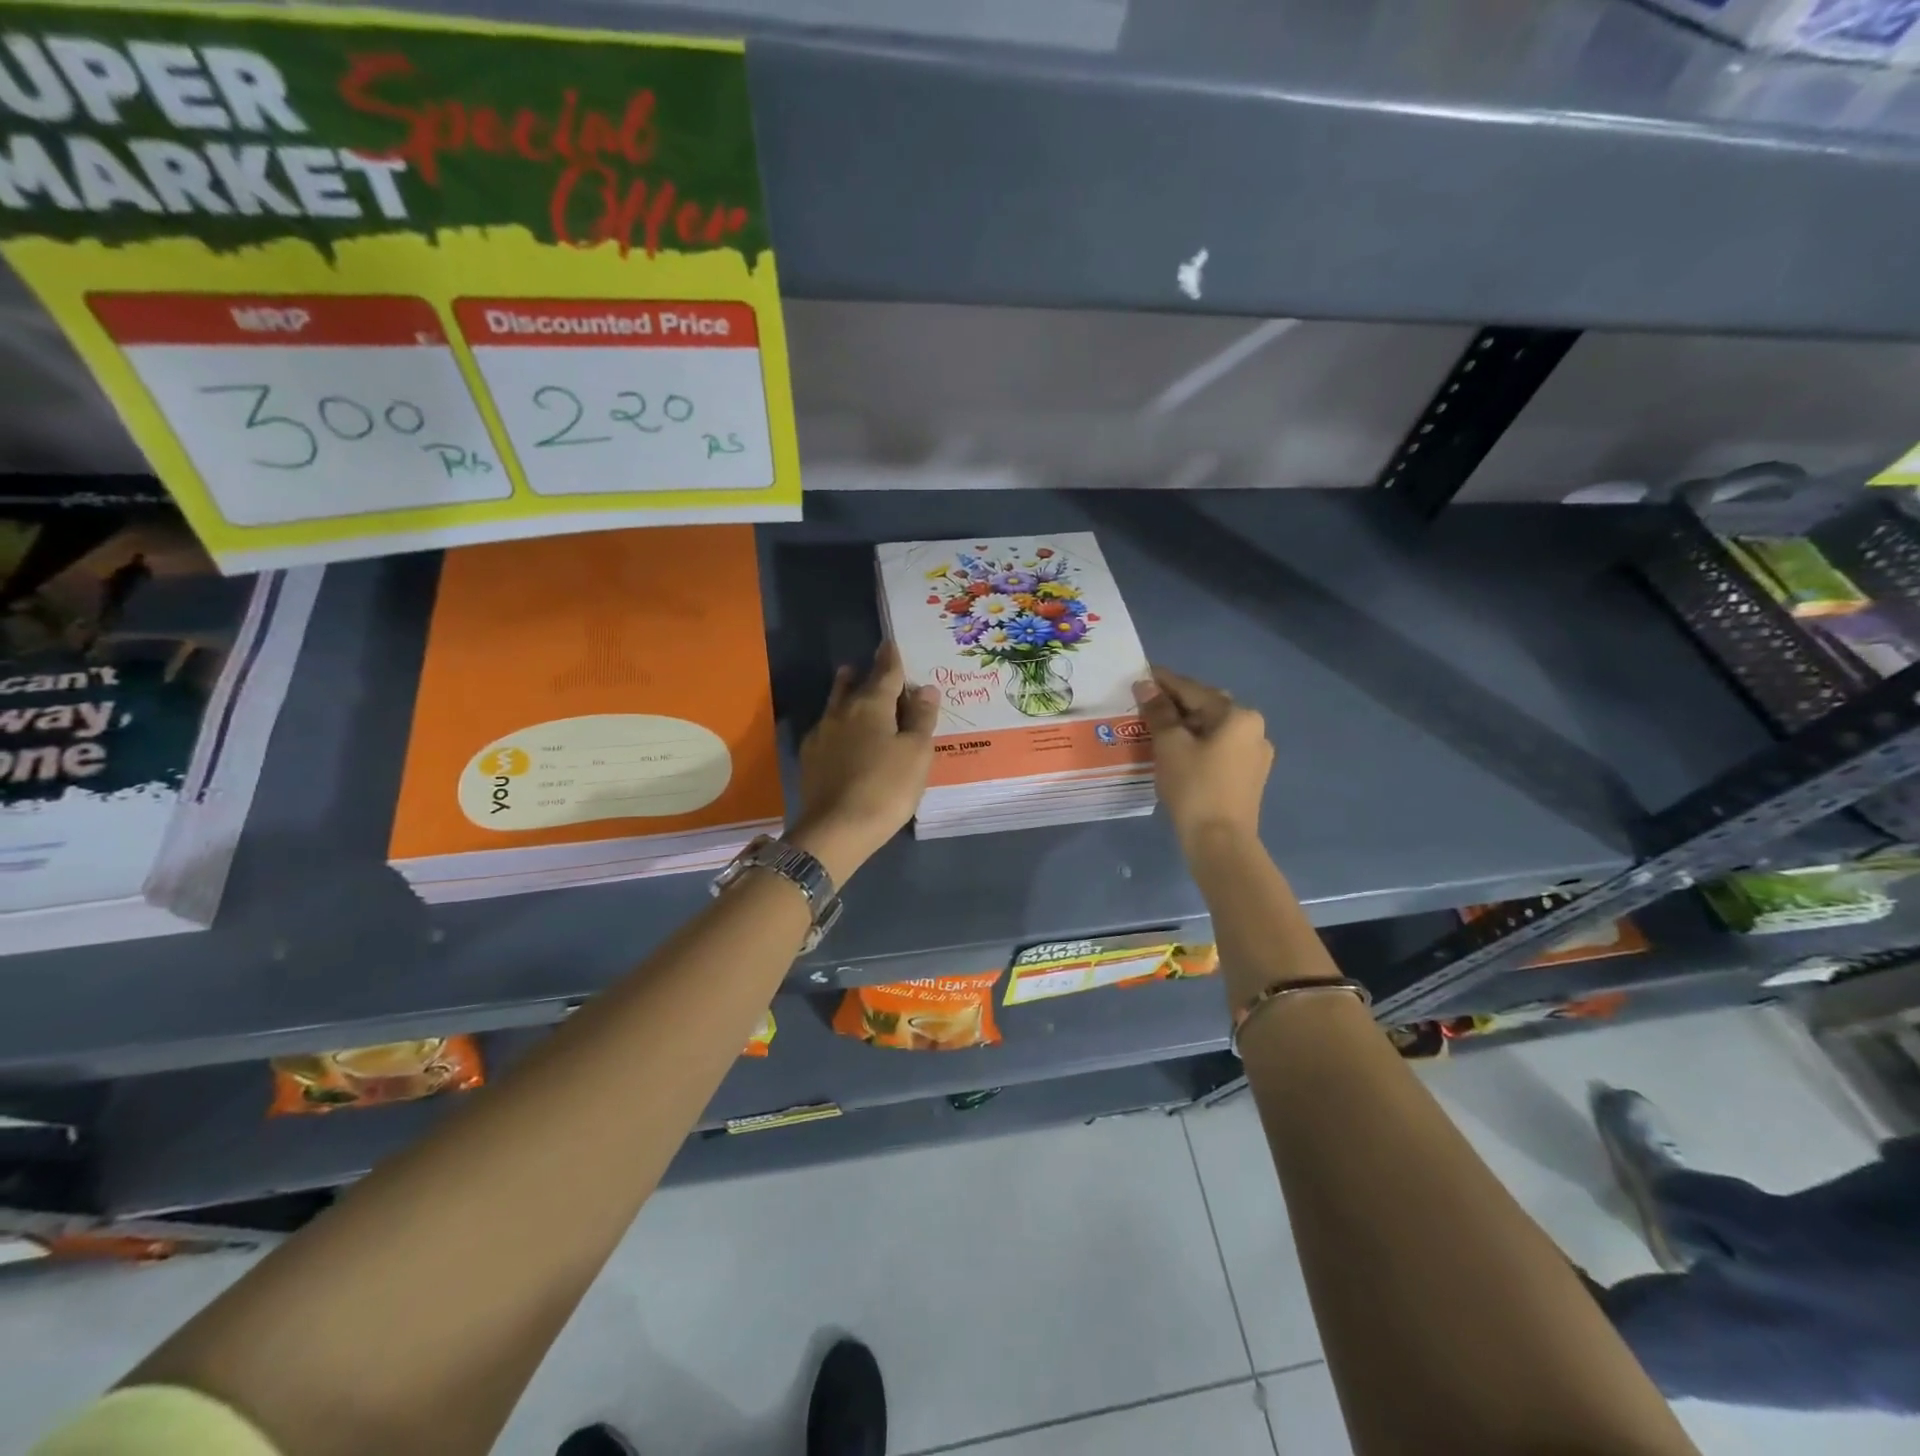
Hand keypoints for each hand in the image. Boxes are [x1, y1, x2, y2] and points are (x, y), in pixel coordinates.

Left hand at [789, 641, 938, 882]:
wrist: (836, 829)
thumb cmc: (886, 788)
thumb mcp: (916, 753)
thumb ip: (921, 718)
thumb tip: (925, 688)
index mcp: (871, 705)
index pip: (885, 673)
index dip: (891, 659)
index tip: (891, 644)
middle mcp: (842, 712)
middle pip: (853, 685)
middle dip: (863, 673)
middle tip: (868, 665)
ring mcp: (822, 735)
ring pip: (835, 704)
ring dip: (845, 692)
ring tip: (849, 685)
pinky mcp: (810, 759)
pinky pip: (827, 729)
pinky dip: (838, 723)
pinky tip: (840, 734)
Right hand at [1132, 667, 1272, 847]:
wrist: (1220, 842)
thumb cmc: (1194, 787)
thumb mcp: (1170, 745)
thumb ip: (1158, 712)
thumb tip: (1145, 685)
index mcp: (1238, 716)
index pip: (1194, 690)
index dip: (1164, 682)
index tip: (1140, 674)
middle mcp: (1254, 729)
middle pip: (1208, 707)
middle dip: (1177, 703)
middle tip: (1146, 702)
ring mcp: (1255, 755)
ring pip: (1214, 729)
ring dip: (1187, 724)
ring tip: (1157, 726)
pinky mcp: (1249, 776)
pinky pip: (1219, 748)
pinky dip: (1198, 743)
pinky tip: (1178, 750)